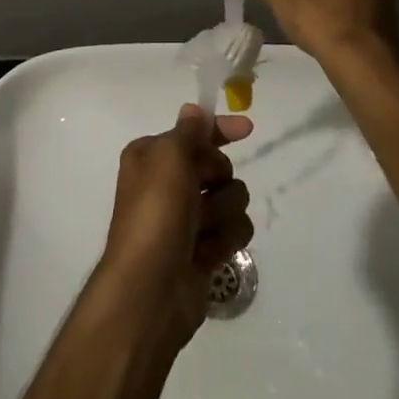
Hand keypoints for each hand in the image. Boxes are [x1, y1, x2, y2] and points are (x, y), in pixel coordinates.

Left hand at [96, 104, 253, 348]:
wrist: (150, 290)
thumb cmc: (155, 213)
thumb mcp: (169, 157)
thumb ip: (188, 131)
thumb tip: (193, 109)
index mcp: (153, 156)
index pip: (194, 132)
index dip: (220, 130)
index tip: (248, 129)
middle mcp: (169, 183)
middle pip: (218, 166)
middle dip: (218, 178)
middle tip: (202, 192)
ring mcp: (188, 219)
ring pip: (232, 199)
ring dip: (223, 213)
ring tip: (203, 231)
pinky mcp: (204, 249)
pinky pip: (234, 231)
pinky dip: (225, 240)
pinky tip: (208, 254)